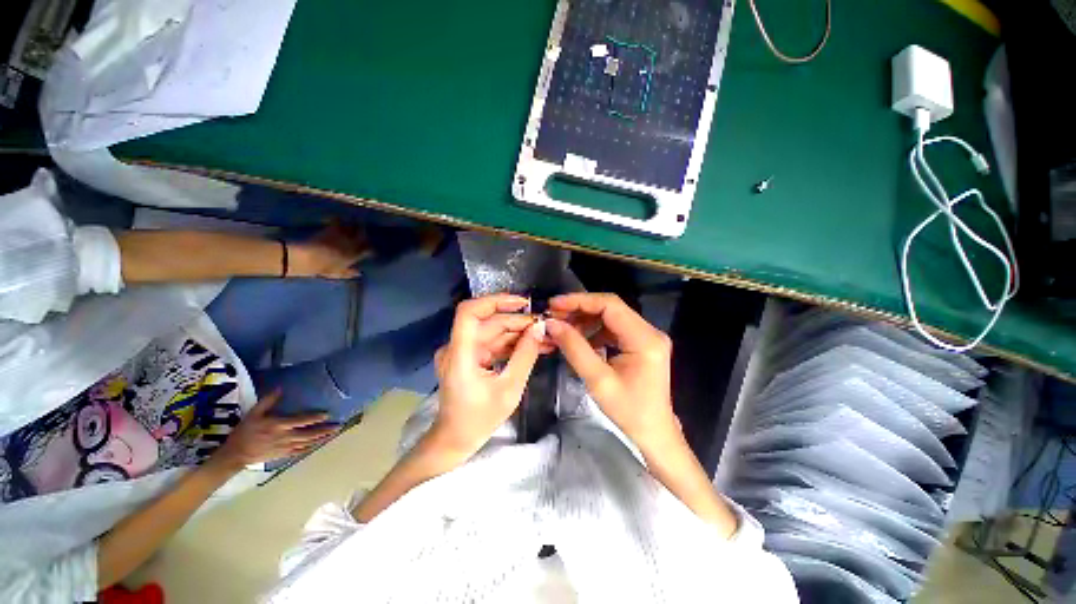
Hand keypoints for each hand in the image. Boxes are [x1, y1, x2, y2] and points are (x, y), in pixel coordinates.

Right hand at [206, 390, 337, 473]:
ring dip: (321, 438)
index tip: (327, 414)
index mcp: (279, 425)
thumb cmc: (244, 432)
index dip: (315, 418)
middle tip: (338, 426)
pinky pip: (300, 451)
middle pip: (309, 434)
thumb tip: (280, 388)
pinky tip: (319, 444)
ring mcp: (285, 447)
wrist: (235, 455)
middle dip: (324, 430)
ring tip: (333, 434)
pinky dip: (311, 447)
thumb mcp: (253, 413)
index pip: (301, 421)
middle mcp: (285, 437)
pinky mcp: (283, 454)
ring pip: (307, 443)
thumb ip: (268, 401)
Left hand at [288, 222, 369, 278]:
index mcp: (355, 255)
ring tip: (353, 222)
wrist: (309, 258)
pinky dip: (338, 218)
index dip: (371, 250)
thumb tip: (359, 273)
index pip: (368, 250)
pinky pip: (337, 220)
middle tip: (363, 232)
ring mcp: (342, 235)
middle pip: (363, 235)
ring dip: (353, 224)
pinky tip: (337, 218)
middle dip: (364, 234)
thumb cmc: (325, 268)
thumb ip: (350, 272)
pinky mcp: (332, 229)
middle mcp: (352, 243)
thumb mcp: (339, 273)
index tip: (371, 252)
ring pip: (352, 226)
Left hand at [430, 294, 544, 458]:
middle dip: (519, 322)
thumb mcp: (509, 388)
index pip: (469, 312)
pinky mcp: (469, 358)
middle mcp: (457, 347)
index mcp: (460, 354)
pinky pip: (492, 344)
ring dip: (519, 334)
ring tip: (545, 337)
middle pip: (489, 323)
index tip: (522, 303)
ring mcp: (462, 352)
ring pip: (494, 333)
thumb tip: (539, 328)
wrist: (456, 440)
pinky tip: (533, 346)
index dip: (494, 301)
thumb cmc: (480, 419)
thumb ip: (525, 355)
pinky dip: (512, 345)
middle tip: (545, 326)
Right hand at [545, 293, 679, 452]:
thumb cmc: (629, 412)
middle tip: (554, 315)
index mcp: (644, 339)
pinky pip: (614, 329)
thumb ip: (574, 348)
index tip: (555, 304)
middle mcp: (649, 331)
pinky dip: (595, 331)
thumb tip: (551, 324)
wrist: (654, 433)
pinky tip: (580, 339)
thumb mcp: (598, 380)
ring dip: (586, 320)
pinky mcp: (642, 343)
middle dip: (580, 309)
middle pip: (611, 308)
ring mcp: (647, 337)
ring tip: (563, 328)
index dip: (580, 301)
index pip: (610, 306)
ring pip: (611, 317)